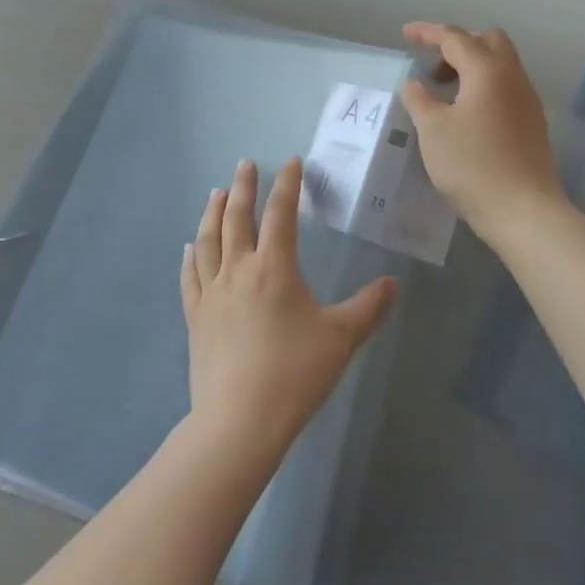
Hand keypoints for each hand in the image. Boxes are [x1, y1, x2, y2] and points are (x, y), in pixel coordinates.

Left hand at [181, 159, 397, 466]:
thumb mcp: (341, 339)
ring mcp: (212, 293)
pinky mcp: (196, 318)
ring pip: (209, 241)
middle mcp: (238, 270)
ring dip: (213, 213)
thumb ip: (369, 308)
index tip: (291, 162)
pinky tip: (190, 248)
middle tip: (245, 165)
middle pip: (237, 218)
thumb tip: (394, 284)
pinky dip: (191, 257)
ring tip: (216, 193)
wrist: (239, 422)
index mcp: (274, 268)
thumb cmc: (294, 374)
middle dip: (243, 187)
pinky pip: (191, 277)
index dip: (287, 184)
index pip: (280, 213)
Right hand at [398, 22, 563, 236]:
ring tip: (445, 92)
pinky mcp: (533, 123)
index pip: (455, 38)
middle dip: (458, 44)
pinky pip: (506, 88)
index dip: (428, 33)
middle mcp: (513, 77)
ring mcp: (527, 100)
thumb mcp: (433, 130)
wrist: (524, 210)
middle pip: (488, 41)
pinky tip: (467, 114)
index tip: (406, 34)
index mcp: (487, 71)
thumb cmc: (472, 165)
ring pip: (501, 64)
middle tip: (433, 65)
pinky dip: (484, 86)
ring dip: (472, 66)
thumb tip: (415, 84)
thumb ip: (419, 99)